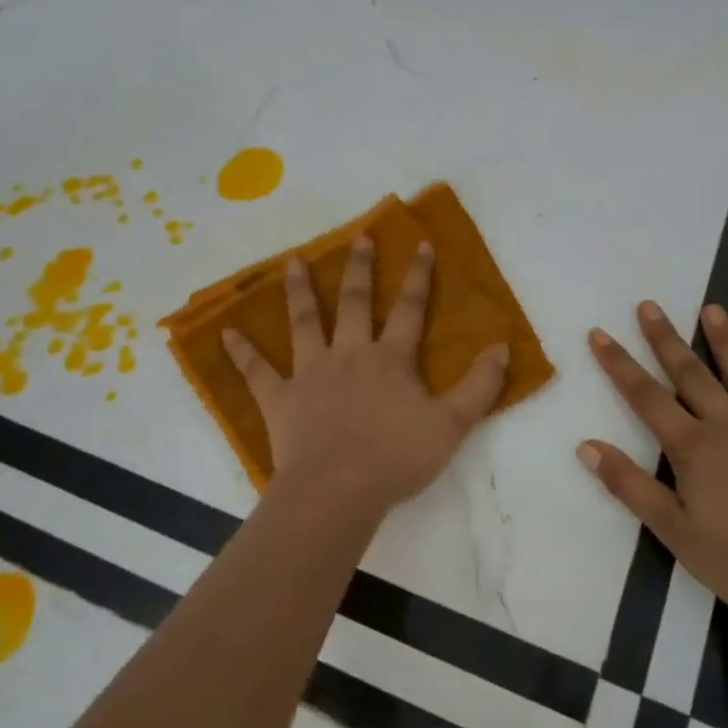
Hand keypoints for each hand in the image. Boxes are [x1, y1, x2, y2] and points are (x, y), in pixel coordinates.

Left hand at [222, 237, 509, 518]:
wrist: (338, 490)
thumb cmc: (397, 458)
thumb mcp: (452, 425)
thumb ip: (479, 386)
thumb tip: (502, 348)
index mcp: (391, 359)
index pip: (409, 309)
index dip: (418, 276)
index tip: (420, 244)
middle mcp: (349, 355)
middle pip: (354, 303)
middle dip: (359, 269)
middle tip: (358, 238)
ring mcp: (310, 373)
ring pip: (304, 323)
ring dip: (299, 291)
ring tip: (293, 261)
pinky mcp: (280, 399)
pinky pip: (257, 372)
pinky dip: (242, 352)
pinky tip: (225, 333)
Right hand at [578, 301, 727, 627]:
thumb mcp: (674, 531)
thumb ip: (630, 486)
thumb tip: (587, 446)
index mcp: (694, 447)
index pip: (646, 397)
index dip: (619, 364)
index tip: (600, 333)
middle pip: (691, 374)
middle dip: (666, 339)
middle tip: (649, 306)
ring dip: (725, 342)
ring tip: (712, 309)